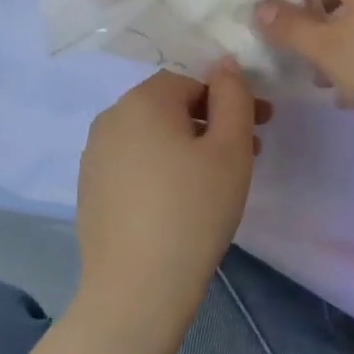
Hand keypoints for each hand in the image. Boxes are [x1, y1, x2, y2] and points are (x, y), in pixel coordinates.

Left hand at [74, 64, 266, 331]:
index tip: (262, 125)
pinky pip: (133, 163)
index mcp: (143, 100)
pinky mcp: (90, 188)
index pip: (193, 81)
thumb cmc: (193, 211)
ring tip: (217, 180)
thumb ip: (234, 97)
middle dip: (212, 122)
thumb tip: (224, 64)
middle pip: (170, 106)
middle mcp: (111, 118)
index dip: (230, 99)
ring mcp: (94, 155)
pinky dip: (161, 168)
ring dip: (188, 145)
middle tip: (248, 153)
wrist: (137, 289)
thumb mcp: (230, 149)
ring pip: (152, 136)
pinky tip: (180, 201)